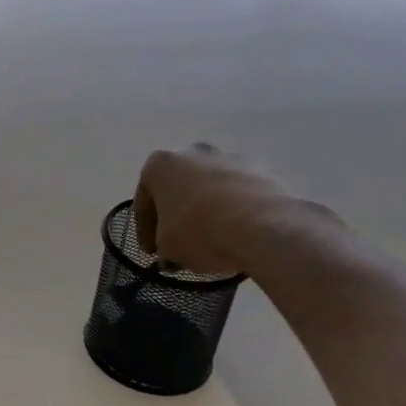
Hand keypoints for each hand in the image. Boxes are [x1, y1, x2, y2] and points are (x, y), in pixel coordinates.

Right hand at [133, 144, 332, 277]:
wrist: (263, 226)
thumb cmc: (199, 231)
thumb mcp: (167, 247)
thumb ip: (163, 244)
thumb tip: (172, 249)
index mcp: (159, 164)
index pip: (143, 202)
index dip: (145, 231)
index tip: (152, 253)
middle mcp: (191, 152)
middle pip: (178, 188)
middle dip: (177, 214)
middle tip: (180, 242)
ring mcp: (229, 158)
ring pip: (209, 189)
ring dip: (207, 210)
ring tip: (213, 240)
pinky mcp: (261, 170)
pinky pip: (238, 194)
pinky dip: (235, 211)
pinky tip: (238, 234)